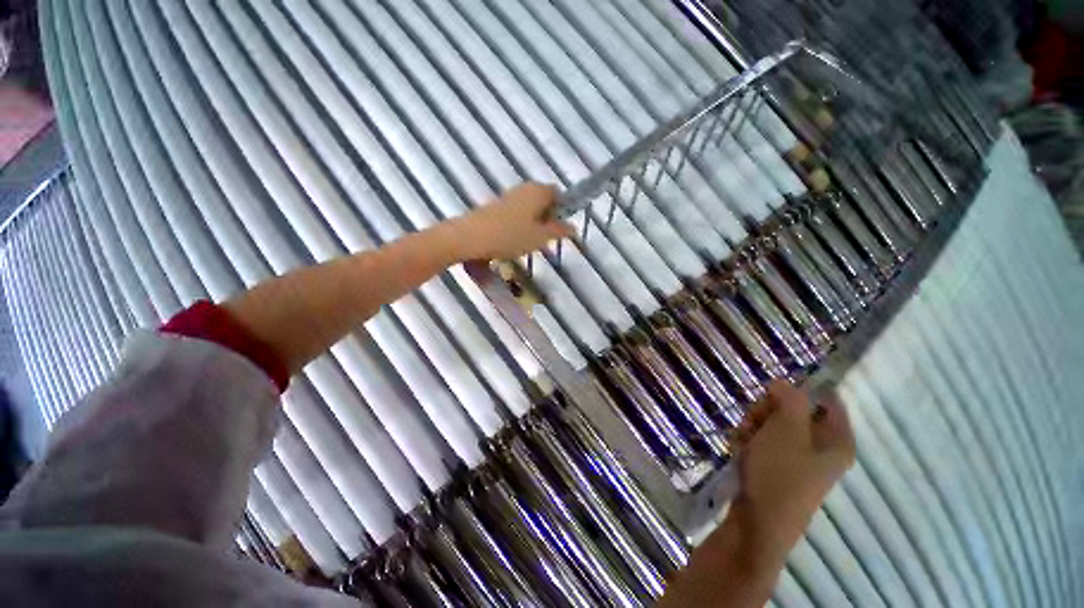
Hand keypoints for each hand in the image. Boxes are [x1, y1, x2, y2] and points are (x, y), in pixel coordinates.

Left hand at [445, 182, 573, 261]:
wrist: (471, 237)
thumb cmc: (511, 236)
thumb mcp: (540, 237)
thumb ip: (558, 231)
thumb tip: (572, 226)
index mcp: (538, 191)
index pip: (559, 194)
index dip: (563, 210)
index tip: (560, 228)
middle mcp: (524, 188)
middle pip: (543, 200)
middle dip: (548, 217)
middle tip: (546, 237)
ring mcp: (508, 196)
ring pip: (529, 207)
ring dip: (534, 222)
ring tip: (530, 241)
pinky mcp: (496, 205)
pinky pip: (516, 212)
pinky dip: (520, 223)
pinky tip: (515, 239)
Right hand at [728, 381, 855, 568]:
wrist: (759, 522)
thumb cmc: (780, 473)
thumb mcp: (787, 429)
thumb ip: (790, 398)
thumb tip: (784, 382)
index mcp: (837, 439)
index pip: (825, 399)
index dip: (798, 391)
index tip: (773, 394)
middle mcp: (821, 447)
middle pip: (793, 410)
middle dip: (766, 410)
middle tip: (755, 420)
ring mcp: (798, 458)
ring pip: (773, 424)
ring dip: (753, 425)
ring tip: (744, 439)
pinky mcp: (777, 466)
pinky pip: (763, 440)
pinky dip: (749, 440)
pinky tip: (740, 449)